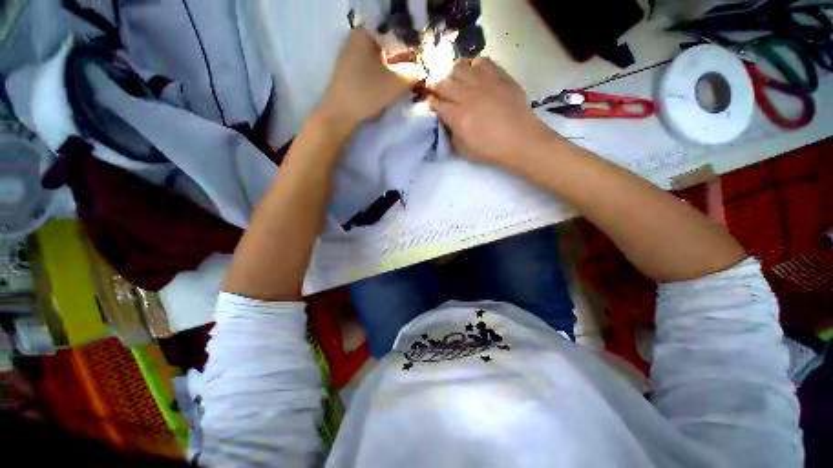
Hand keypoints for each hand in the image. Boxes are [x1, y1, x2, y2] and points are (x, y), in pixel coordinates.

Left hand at [317, 29, 419, 135]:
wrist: (340, 114)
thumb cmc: (367, 94)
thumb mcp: (395, 84)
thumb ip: (413, 74)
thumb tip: (422, 70)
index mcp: (365, 33)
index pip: (393, 32)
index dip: (408, 48)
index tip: (416, 63)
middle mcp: (354, 38)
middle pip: (385, 44)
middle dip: (399, 58)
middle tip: (411, 73)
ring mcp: (348, 54)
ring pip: (377, 56)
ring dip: (390, 67)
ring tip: (400, 81)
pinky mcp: (347, 69)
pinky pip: (368, 65)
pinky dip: (379, 73)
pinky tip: (384, 85)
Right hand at [428, 58, 555, 167]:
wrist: (520, 139)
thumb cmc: (490, 149)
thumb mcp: (464, 149)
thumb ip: (451, 133)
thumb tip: (445, 121)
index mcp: (457, 116)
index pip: (436, 104)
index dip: (430, 102)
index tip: (430, 103)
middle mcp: (466, 95)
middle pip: (443, 82)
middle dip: (435, 85)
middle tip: (435, 87)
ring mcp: (483, 82)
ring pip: (459, 67)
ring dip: (452, 73)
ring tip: (455, 80)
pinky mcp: (498, 76)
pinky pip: (481, 61)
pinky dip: (474, 66)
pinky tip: (475, 75)